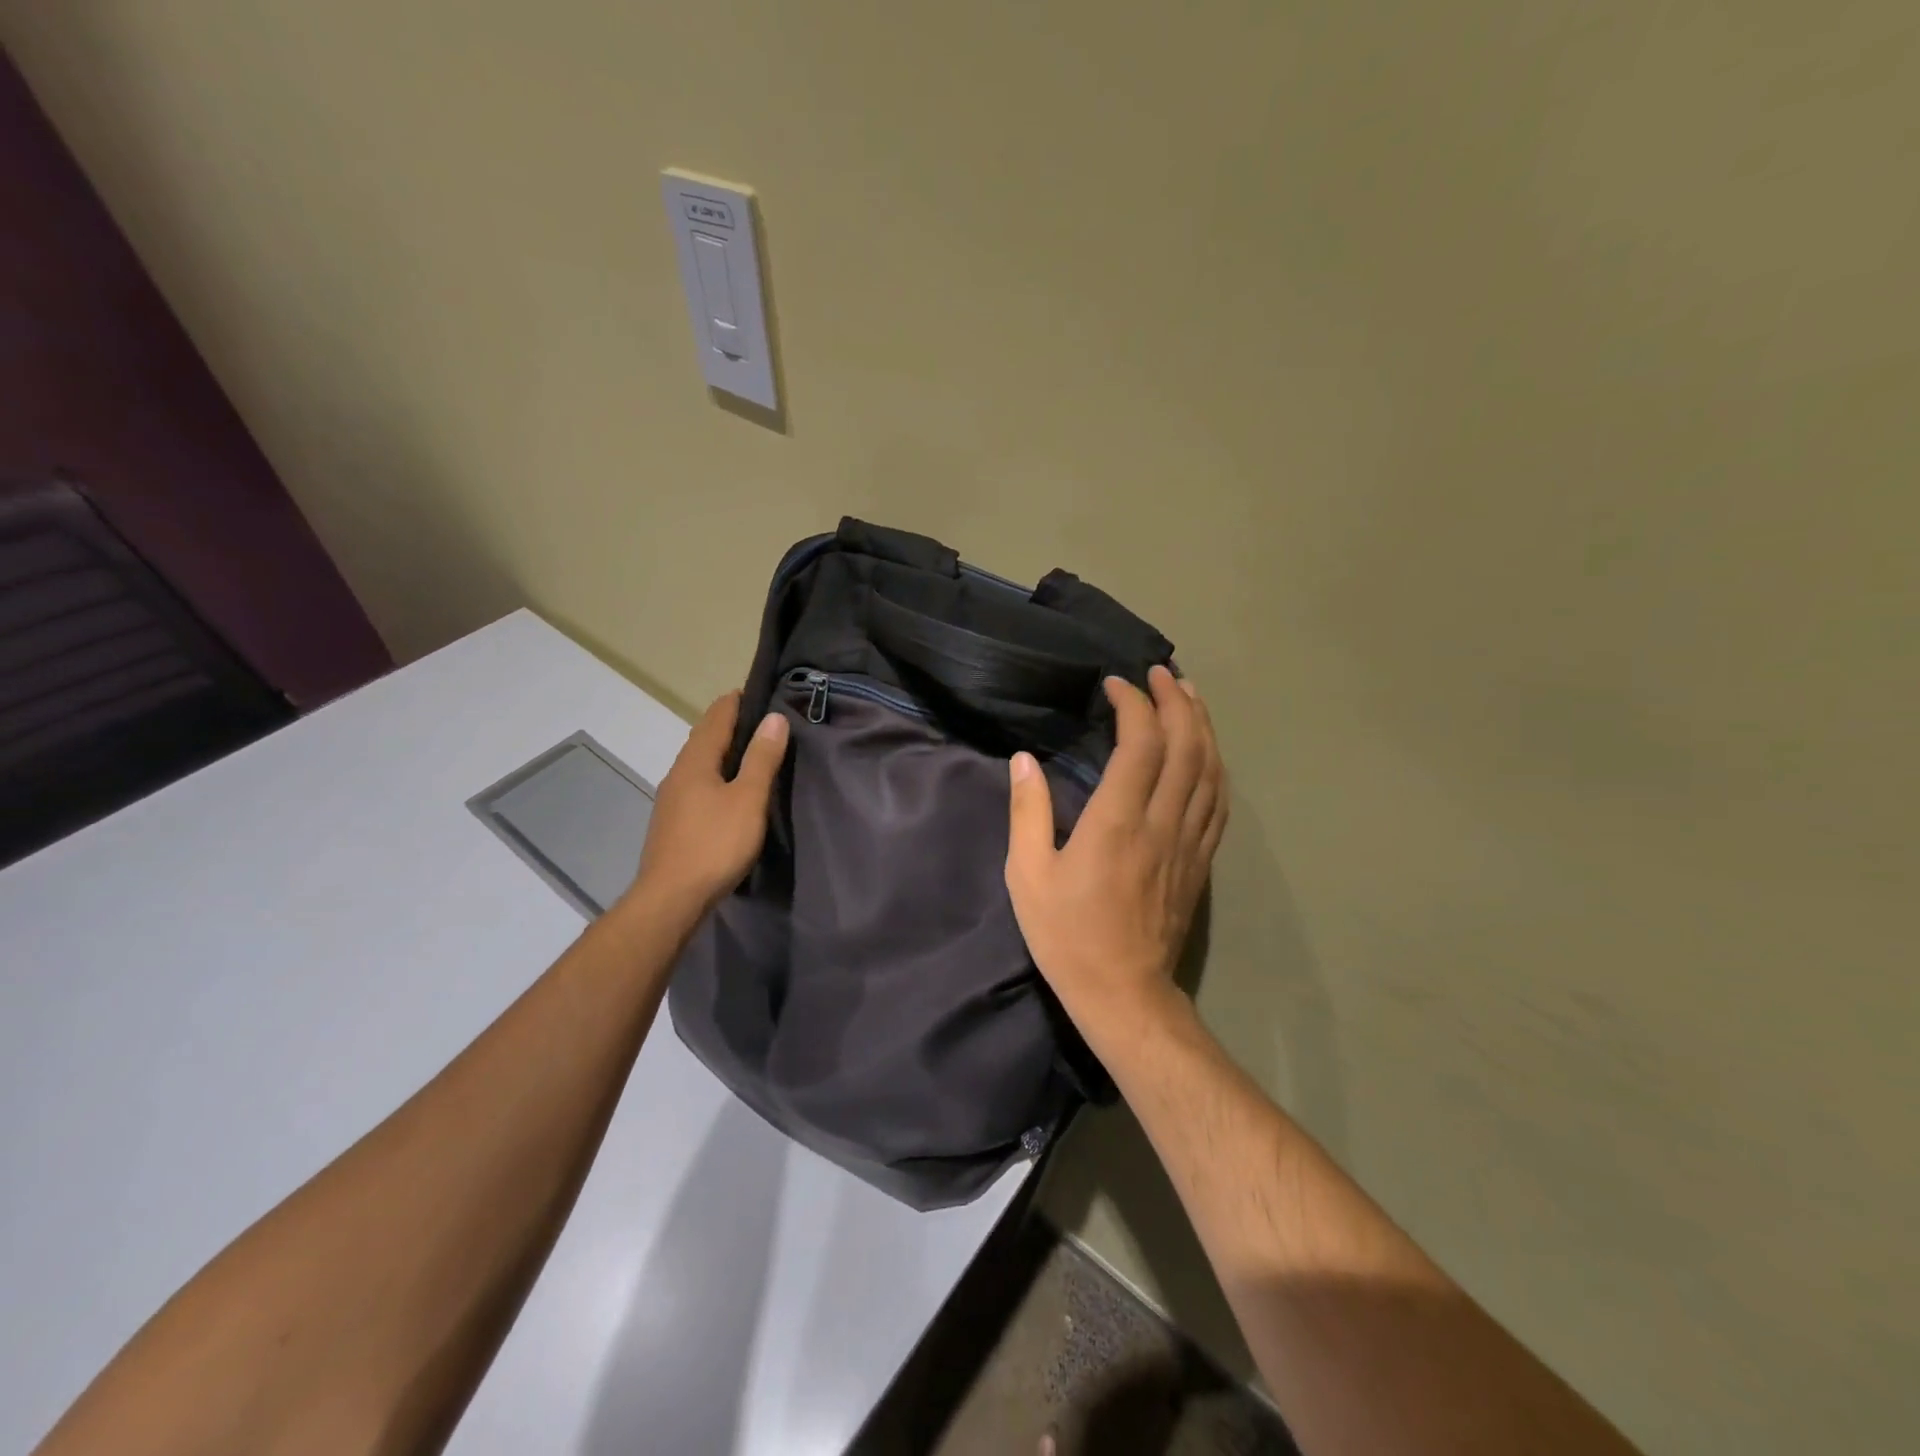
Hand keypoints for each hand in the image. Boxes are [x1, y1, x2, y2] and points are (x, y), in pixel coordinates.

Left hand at [629, 691, 789, 912]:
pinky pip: (697, 785)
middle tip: (762, 720)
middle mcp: (678, 773)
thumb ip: (761, 758)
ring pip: (699, 763)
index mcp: (696, 761)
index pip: (716, 716)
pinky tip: (728, 791)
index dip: (736, 701)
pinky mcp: (673, 822)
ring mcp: (672, 799)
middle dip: (730, 724)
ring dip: (722, 751)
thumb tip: (774, 717)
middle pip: (704, 737)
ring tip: (750, 752)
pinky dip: (715, 775)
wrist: (670, 899)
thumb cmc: (715, 844)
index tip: (759, 691)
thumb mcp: (748, 799)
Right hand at [1005, 666, 1227, 1036]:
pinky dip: (1216, 765)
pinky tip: (1208, 751)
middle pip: (1186, 746)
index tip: (1116, 684)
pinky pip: (1219, 801)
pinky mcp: (1201, 860)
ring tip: (1189, 694)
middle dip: (1177, 701)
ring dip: (1202, 725)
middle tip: (1161, 673)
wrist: (1124, 993)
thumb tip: (1023, 760)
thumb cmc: (1067, 935)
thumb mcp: (1027, 875)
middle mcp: (1162, 823)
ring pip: (1210, 769)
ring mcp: (1189, 842)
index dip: (1134, 705)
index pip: (1141, 745)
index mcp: (1117, 822)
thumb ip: (1027, 812)